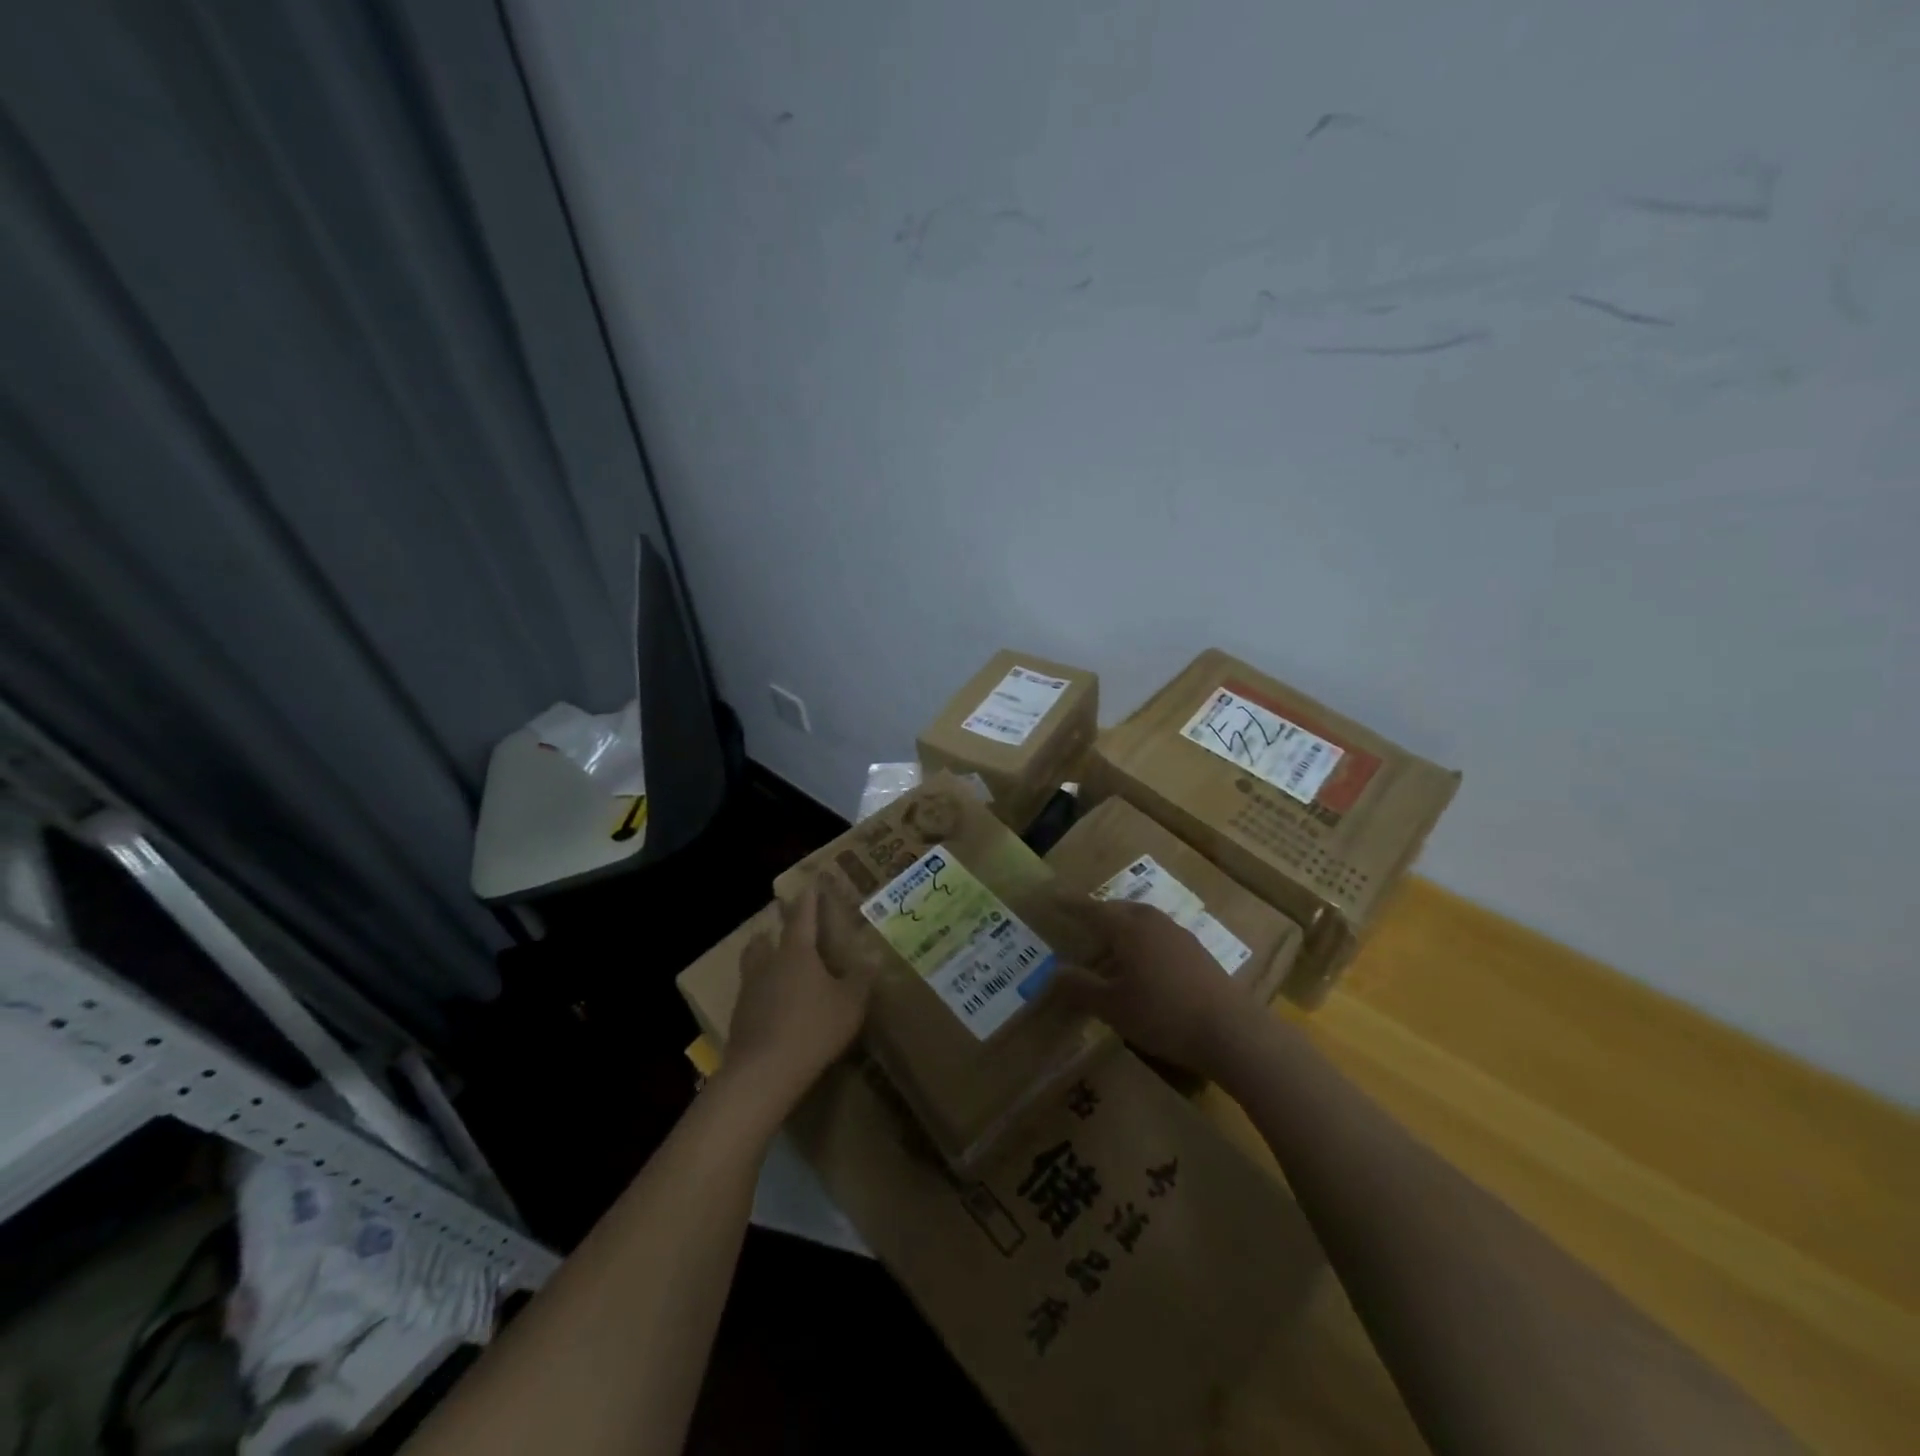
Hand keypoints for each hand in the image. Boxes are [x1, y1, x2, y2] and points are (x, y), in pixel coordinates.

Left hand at [722, 880, 873, 1113]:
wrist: (763, 1072)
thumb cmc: (813, 1028)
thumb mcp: (850, 1004)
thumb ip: (861, 979)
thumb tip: (872, 957)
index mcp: (797, 952)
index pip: (803, 917)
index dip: (809, 900)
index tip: (810, 885)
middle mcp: (769, 964)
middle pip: (766, 938)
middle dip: (774, 929)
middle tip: (784, 928)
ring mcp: (749, 991)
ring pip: (753, 964)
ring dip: (762, 958)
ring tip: (774, 963)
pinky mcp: (739, 1018)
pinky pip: (751, 994)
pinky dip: (761, 992)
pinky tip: (772, 1005)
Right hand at [1051, 898, 1253, 1075]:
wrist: (1232, 1031)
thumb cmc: (1164, 1015)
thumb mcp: (1113, 1007)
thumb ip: (1081, 988)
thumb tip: (1054, 973)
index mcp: (1129, 928)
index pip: (1092, 910)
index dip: (1070, 905)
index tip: (1053, 898)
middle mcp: (1153, 922)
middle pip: (1119, 910)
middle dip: (1098, 915)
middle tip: (1080, 926)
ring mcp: (1179, 935)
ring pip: (1142, 921)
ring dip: (1122, 929)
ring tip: (1109, 948)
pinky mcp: (1197, 952)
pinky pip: (1159, 936)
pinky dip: (1142, 942)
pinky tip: (1143, 967)